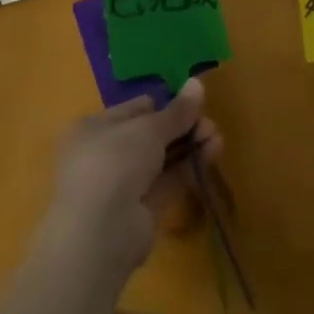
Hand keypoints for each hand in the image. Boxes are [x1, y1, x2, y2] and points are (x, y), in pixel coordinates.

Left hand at [44, 80, 223, 273]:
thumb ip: (176, 111)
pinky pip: (168, 182)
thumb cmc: (115, 161)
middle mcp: (106, 153)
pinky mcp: (142, 210)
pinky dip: (189, 168)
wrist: (100, 231)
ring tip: (217, 137)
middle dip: (182, 127)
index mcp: (96, 127)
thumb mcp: (148, 128)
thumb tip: (197, 82)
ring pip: (163, 159)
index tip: (192, 103)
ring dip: (190, 146)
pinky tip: (212, 154)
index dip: (164, 104)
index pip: (135, 109)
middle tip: (210, 124)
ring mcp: (124, 184)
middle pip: (151, 134)